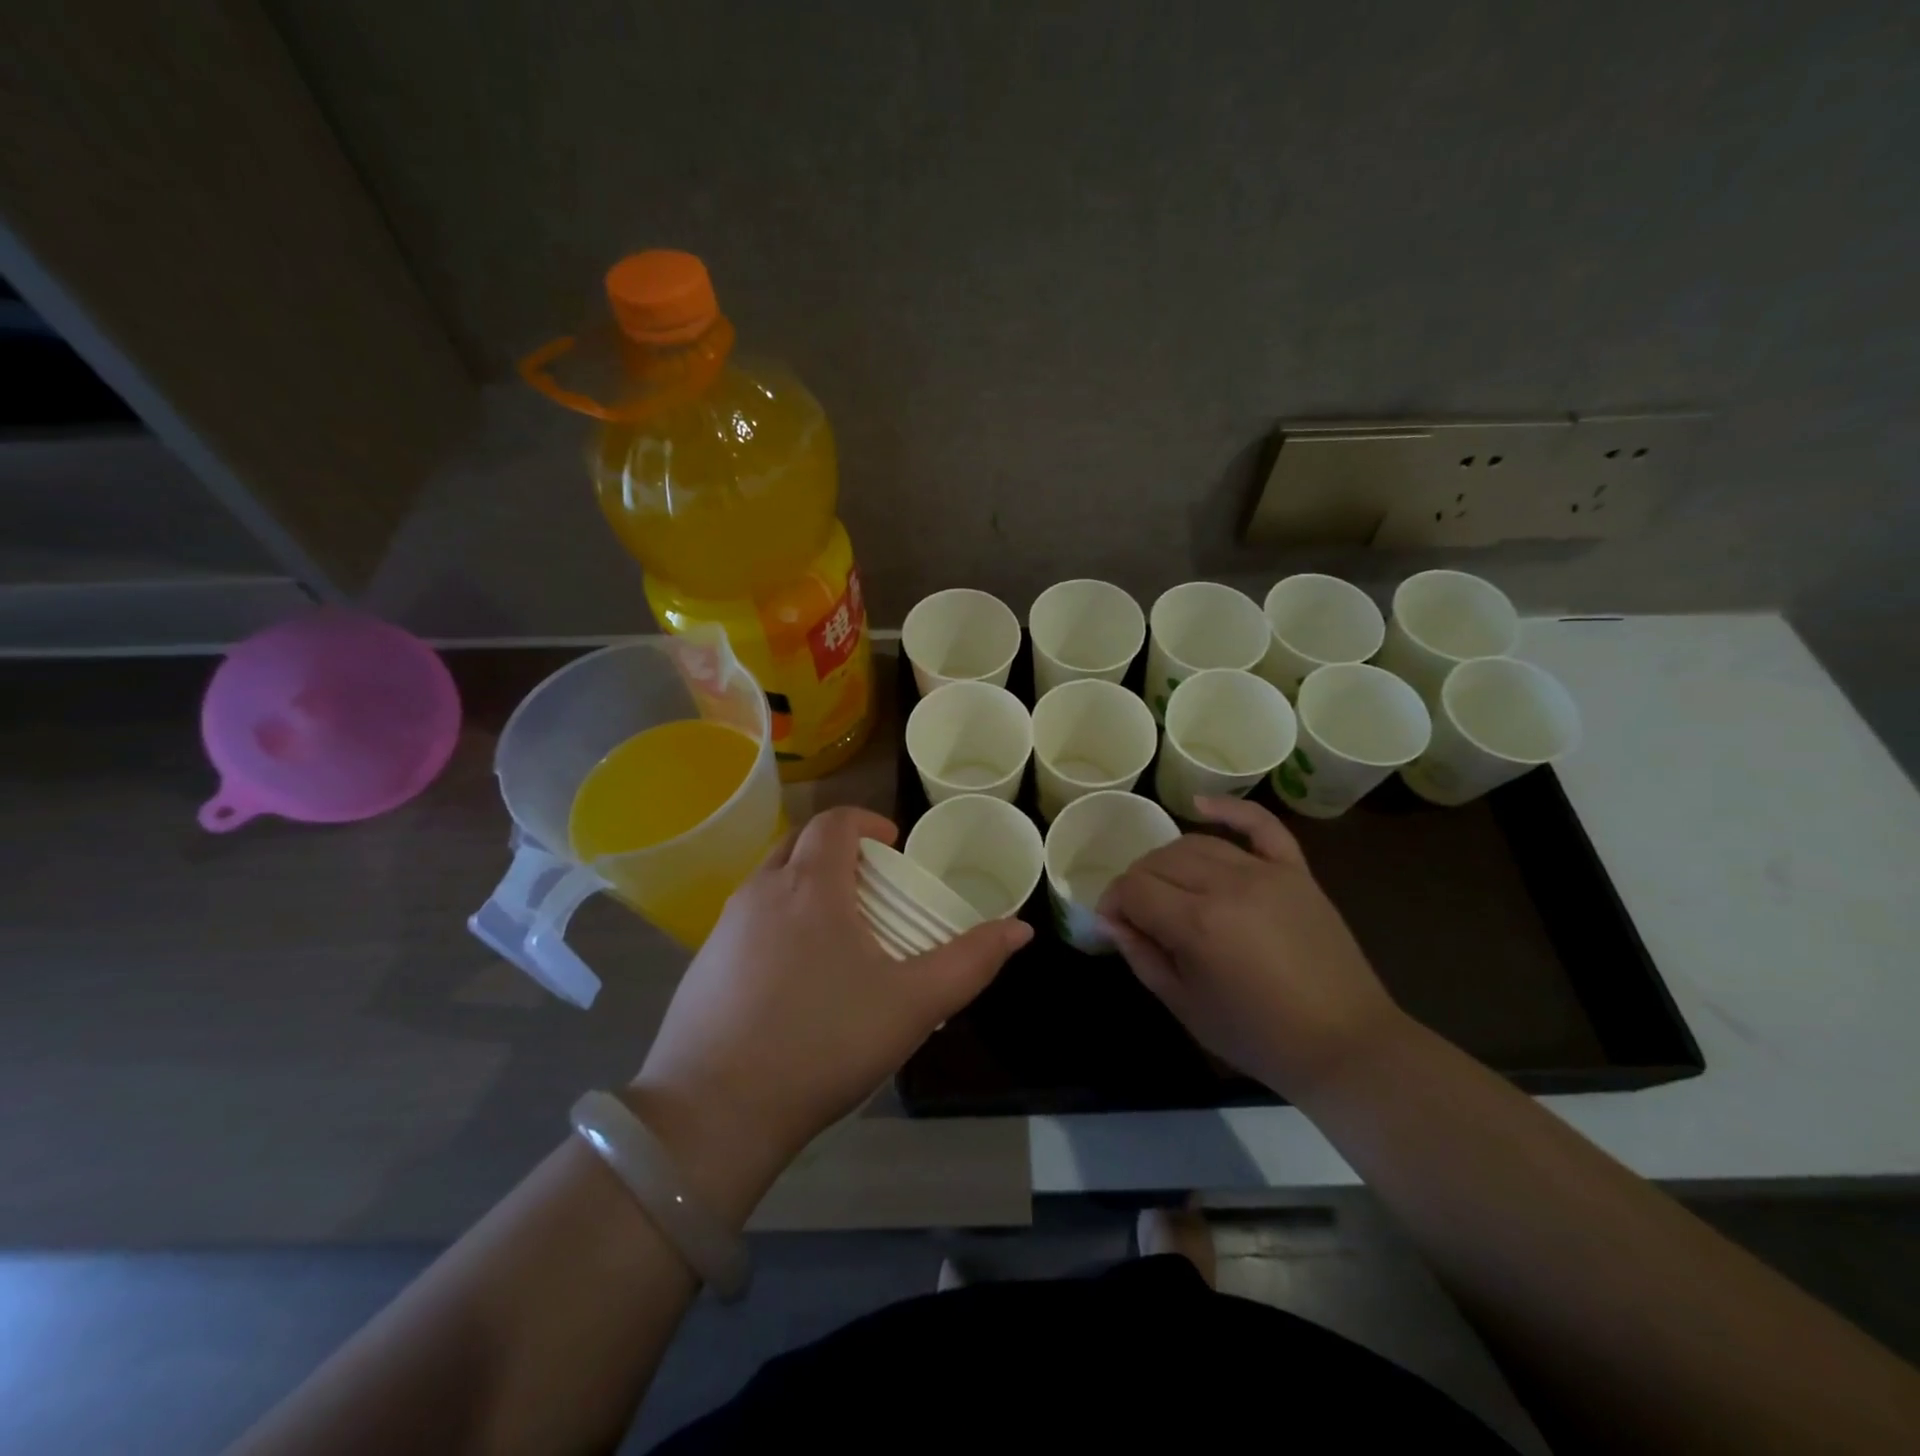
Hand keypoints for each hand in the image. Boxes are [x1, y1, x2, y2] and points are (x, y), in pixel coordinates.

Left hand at [630, 807, 1030, 1216]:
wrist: (714, 1114)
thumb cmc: (823, 1043)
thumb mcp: (912, 1005)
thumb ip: (970, 962)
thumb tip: (1021, 929)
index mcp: (808, 886)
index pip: (834, 822)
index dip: (867, 823)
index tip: (893, 847)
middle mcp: (760, 892)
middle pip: (800, 842)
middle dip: (838, 850)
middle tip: (872, 886)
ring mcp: (723, 928)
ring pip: (771, 881)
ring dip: (807, 885)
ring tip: (840, 932)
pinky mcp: (702, 965)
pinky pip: (749, 920)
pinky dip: (780, 921)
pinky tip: (796, 977)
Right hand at [1097, 796, 1404, 1099]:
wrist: (1345, 1044)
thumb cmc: (1257, 1036)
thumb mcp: (1185, 1006)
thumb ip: (1142, 956)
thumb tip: (1112, 921)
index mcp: (1197, 924)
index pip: (1133, 888)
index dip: (1113, 903)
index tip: (1114, 924)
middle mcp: (1227, 885)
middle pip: (1160, 860)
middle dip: (1137, 883)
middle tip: (1140, 913)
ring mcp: (1265, 872)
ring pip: (1197, 843)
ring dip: (1169, 859)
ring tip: (1167, 886)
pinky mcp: (1296, 871)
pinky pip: (1260, 825)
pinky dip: (1228, 809)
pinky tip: (1199, 805)